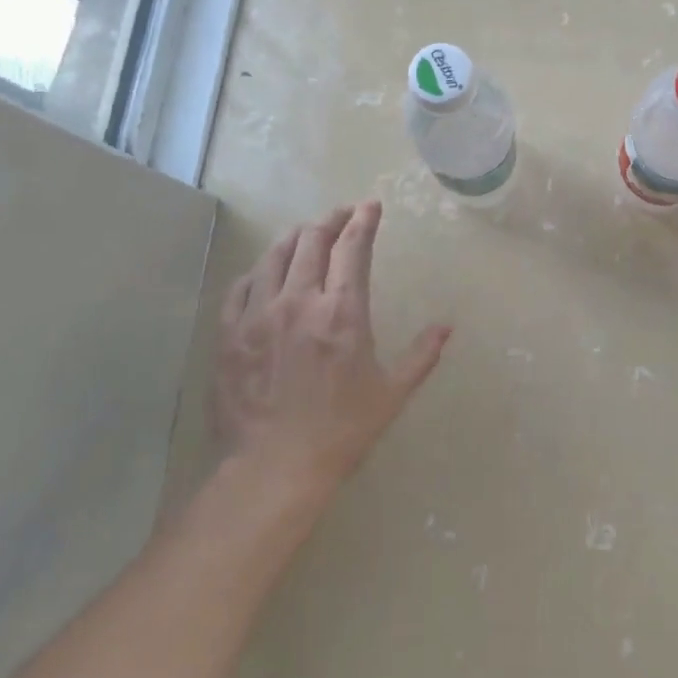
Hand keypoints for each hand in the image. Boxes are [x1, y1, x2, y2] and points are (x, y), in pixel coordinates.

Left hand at [213, 201, 450, 508]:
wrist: (272, 470)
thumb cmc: (341, 432)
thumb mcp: (391, 394)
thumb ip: (422, 354)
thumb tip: (447, 326)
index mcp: (342, 312)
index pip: (352, 248)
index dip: (363, 221)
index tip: (371, 206)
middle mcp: (299, 301)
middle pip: (312, 241)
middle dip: (331, 220)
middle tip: (342, 215)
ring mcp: (259, 315)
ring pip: (274, 256)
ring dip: (294, 237)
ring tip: (305, 233)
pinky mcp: (229, 334)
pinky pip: (240, 286)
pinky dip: (258, 270)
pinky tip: (265, 271)